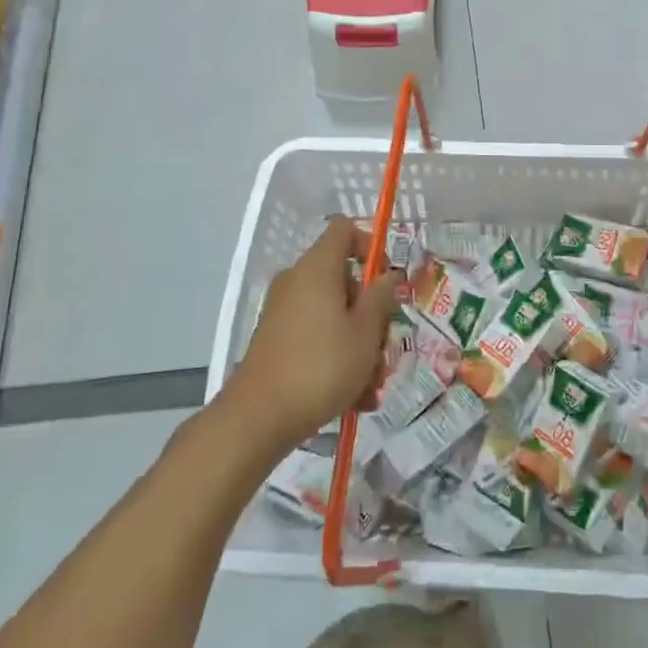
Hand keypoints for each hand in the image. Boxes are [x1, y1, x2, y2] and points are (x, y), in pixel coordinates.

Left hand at [224, 217, 401, 453]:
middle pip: (344, 279)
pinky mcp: (276, 338)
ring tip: (372, 386)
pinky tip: (354, 397)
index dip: (370, 245)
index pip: (344, 229)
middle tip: (384, 347)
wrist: (258, 417)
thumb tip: (388, 275)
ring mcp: (283, 310)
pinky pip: (316, 335)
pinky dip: (336, 356)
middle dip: (370, 312)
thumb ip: (381, 298)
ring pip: (334, 313)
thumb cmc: (321, 366)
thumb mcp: (365, 333)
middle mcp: (297, 280)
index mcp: (318, 268)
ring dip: (358, 343)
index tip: (386, 280)